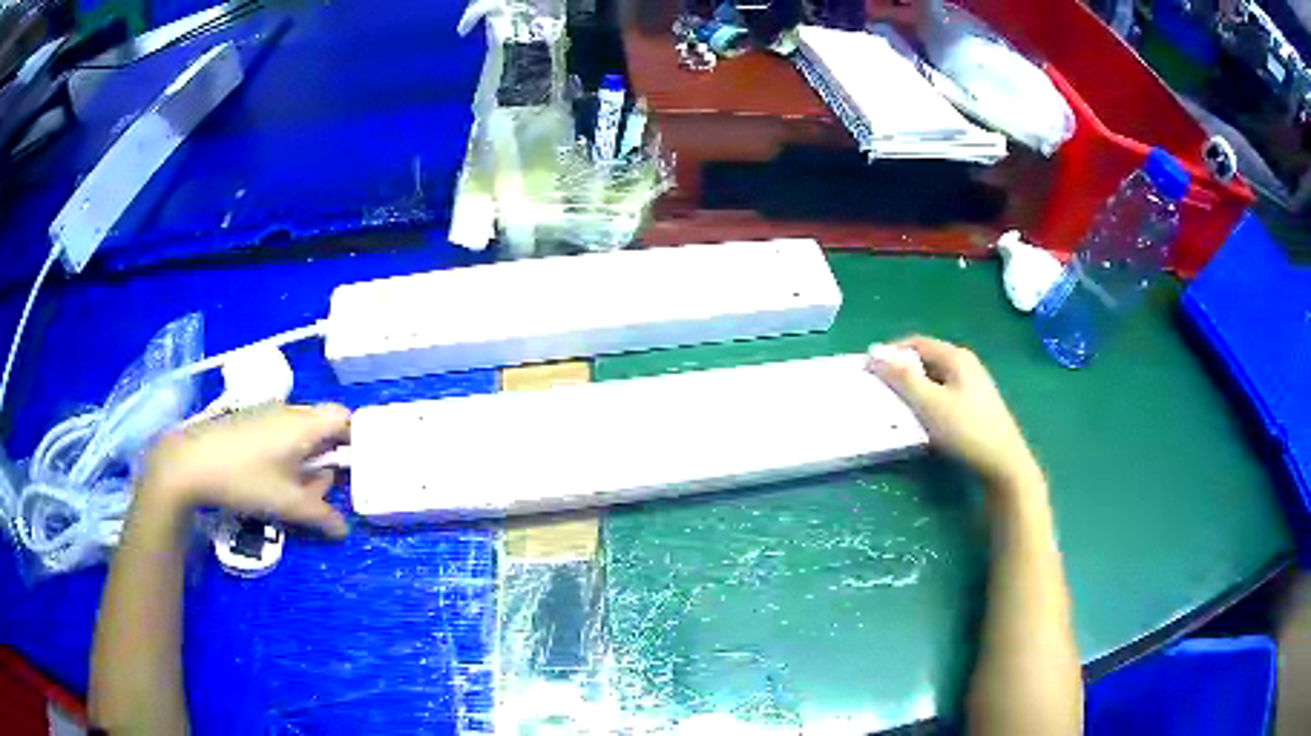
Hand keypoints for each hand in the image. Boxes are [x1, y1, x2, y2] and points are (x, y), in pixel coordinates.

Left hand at [137, 403, 350, 536]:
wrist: (191, 462)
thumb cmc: (244, 478)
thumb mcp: (285, 503)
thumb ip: (320, 516)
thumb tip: (344, 530)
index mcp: (304, 424)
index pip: (346, 418)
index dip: (359, 438)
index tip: (362, 467)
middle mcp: (290, 412)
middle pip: (324, 427)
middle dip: (331, 459)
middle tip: (329, 491)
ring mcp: (268, 414)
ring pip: (302, 433)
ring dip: (309, 460)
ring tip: (300, 492)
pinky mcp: (251, 421)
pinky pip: (282, 434)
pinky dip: (289, 455)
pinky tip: (275, 480)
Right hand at [868, 336, 1039, 488]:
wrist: (1003, 463)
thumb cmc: (966, 430)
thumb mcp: (930, 403)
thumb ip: (902, 378)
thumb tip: (875, 353)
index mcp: (956, 356)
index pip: (915, 342)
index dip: (891, 352)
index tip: (869, 370)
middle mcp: (965, 364)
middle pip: (925, 359)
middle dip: (901, 372)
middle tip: (880, 391)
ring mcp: (972, 385)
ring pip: (934, 379)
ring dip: (913, 389)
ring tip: (896, 408)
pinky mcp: (974, 405)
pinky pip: (943, 394)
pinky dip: (927, 401)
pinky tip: (920, 420)